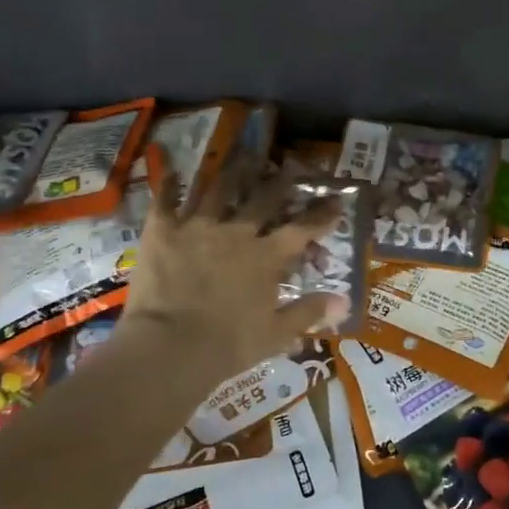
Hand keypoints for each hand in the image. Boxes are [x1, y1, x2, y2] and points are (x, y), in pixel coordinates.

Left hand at [116, 148, 348, 382]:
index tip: (336, 201)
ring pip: (219, 189)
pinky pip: (165, 199)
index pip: (303, 228)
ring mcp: (198, 226)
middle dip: (281, 183)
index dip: (322, 214)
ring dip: (234, 174)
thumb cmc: (227, 346)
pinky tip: (170, 168)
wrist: (168, 348)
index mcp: (266, 257)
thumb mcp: (276, 335)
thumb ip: (309, 313)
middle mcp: (237, 232)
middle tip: (289, 170)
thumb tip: (345, 302)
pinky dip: (169, 182)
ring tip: (242, 160)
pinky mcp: (162, 230)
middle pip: (264, 198)